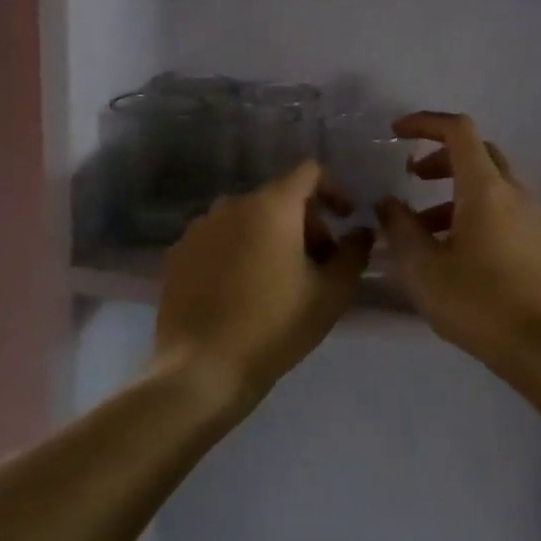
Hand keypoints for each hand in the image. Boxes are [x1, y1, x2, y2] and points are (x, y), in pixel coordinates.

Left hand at [155, 160, 373, 405]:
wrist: (200, 369)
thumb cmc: (273, 326)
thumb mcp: (331, 293)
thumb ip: (354, 253)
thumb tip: (361, 231)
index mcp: (271, 205)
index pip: (308, 172)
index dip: (334, 189)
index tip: (345, 218)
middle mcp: (231, 204)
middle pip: (279, 198)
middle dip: (305, 223)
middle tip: (319, 266)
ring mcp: (199, 228)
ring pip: (247, 220)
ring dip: (271, 238)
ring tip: (280, 282)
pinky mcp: (178, 254)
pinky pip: (219, 240)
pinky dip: (238, 253)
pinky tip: (242, 293)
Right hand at [376, 112, 540, 357]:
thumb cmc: (479, 302)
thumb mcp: (423, 268)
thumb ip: (399, 229)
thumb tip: (387, 204)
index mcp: (485, 188)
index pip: (458, 130)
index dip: (425, 123)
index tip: (396, 133)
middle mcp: (513, 191)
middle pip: (476, 153)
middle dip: (440, 158)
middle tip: (412, 178)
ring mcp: (530, 216)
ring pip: (489, 184)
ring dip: (453, 191)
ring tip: (421, 227)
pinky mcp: (537, 240)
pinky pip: (501, 208)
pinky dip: (472, 211)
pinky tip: (451, 249)